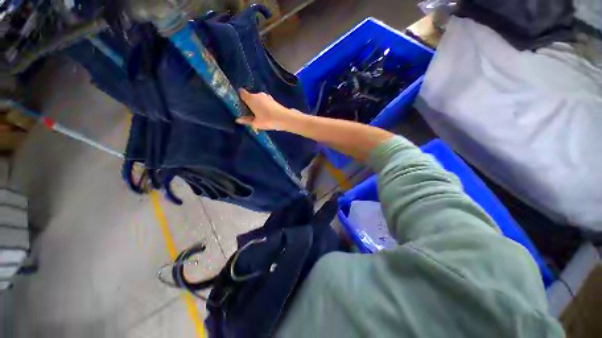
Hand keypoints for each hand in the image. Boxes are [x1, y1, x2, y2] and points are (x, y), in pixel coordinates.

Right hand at [236, 89, 294, 130]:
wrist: (284, 118)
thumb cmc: (268, 120)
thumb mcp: (256, 123)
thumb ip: (247, 120)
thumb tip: (238, 120)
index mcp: (251, 98)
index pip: (242, 93)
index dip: (240, 97)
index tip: (240, 105)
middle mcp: (258, 94)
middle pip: (251, 97)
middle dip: (250, 103)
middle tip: (250, 113)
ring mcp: (267, 96)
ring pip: (259, 99)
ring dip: (258, 105)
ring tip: (259, 115)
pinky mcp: (273, 100)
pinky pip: (265, 102)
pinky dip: (264, 106)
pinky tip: (266, 114)